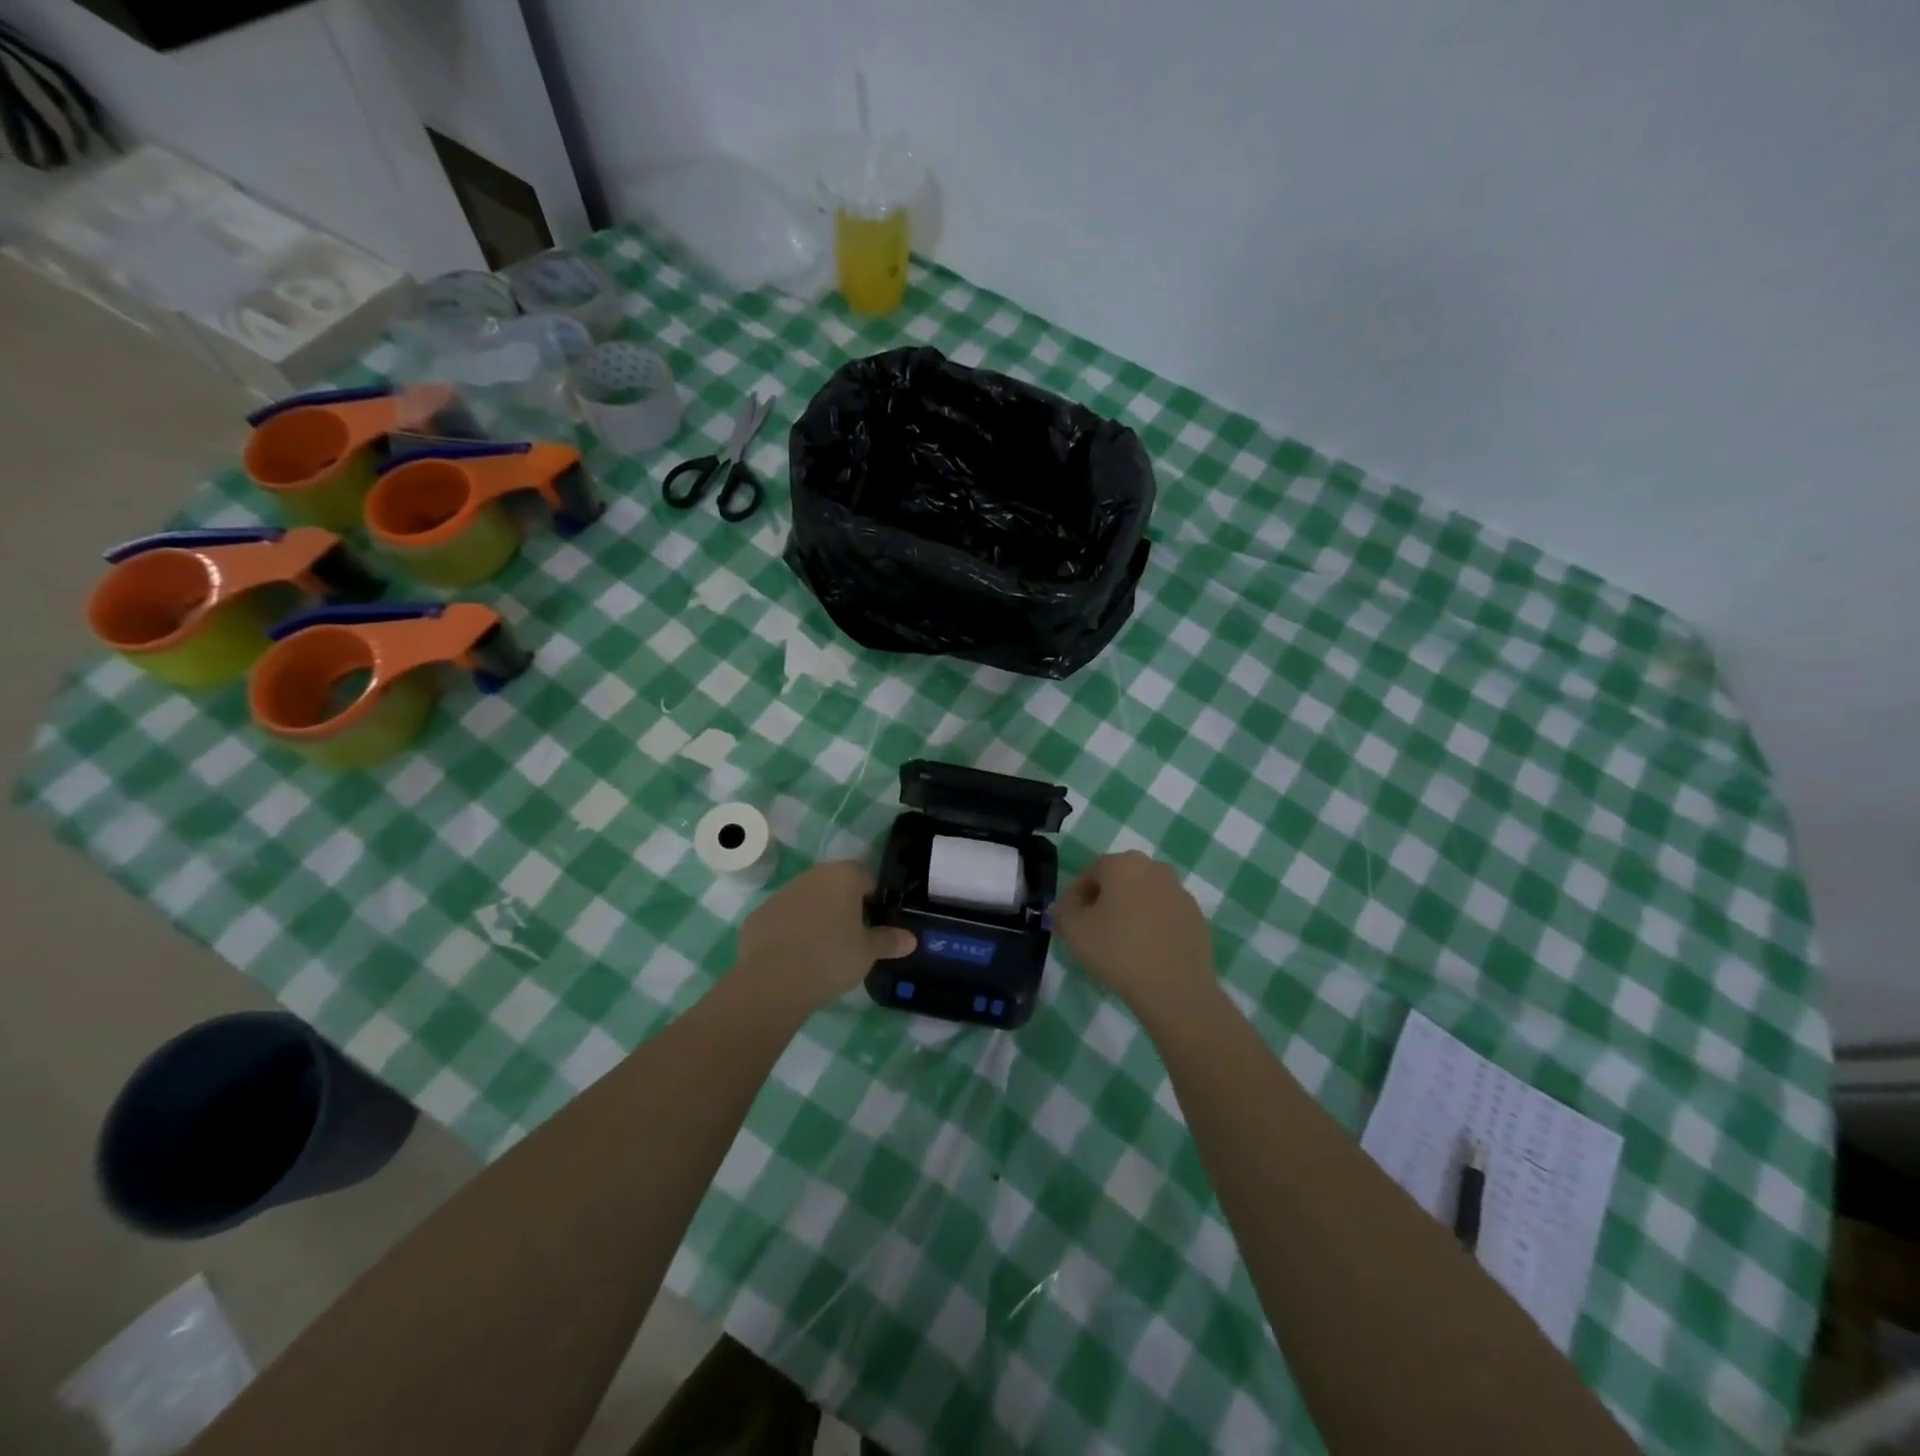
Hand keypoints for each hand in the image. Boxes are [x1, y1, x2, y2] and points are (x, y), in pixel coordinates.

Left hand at [733, 861, 915, 1013]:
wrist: (772, 981)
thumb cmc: (831, 958)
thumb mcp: (868, 952)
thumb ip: (890, 940)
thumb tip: (911, 938)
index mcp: (843, 876)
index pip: (868, 879)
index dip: (875, 902)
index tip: (876, 927)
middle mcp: (812, 876)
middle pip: (836, 887)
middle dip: (846, 908)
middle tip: (853, 940)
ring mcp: (782, 894)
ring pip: (809, 901)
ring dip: (818, 918)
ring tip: (823, 952)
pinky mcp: (759, 915)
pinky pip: (784, 919)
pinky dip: (792, 932)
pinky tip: (796, 958)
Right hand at [1054, 851, 1216, 1018]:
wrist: (1175, 988)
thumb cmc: (1117, 950)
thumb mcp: (1075, 931)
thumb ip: (1062, 912)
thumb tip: (1061, 907)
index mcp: (1124, 864)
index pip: (1090, 873)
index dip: (1074, 897)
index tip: (1069, 920)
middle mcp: (1155, 869)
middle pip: (1119, 881)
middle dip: (1103, 901)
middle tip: (1091, 930)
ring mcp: (1180, 892)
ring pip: (1143, 897)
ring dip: (1129, 912)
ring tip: (1119, 944)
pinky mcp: (1196, 917)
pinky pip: (1164, 916)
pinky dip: (1152, 926)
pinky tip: (1145, 952)